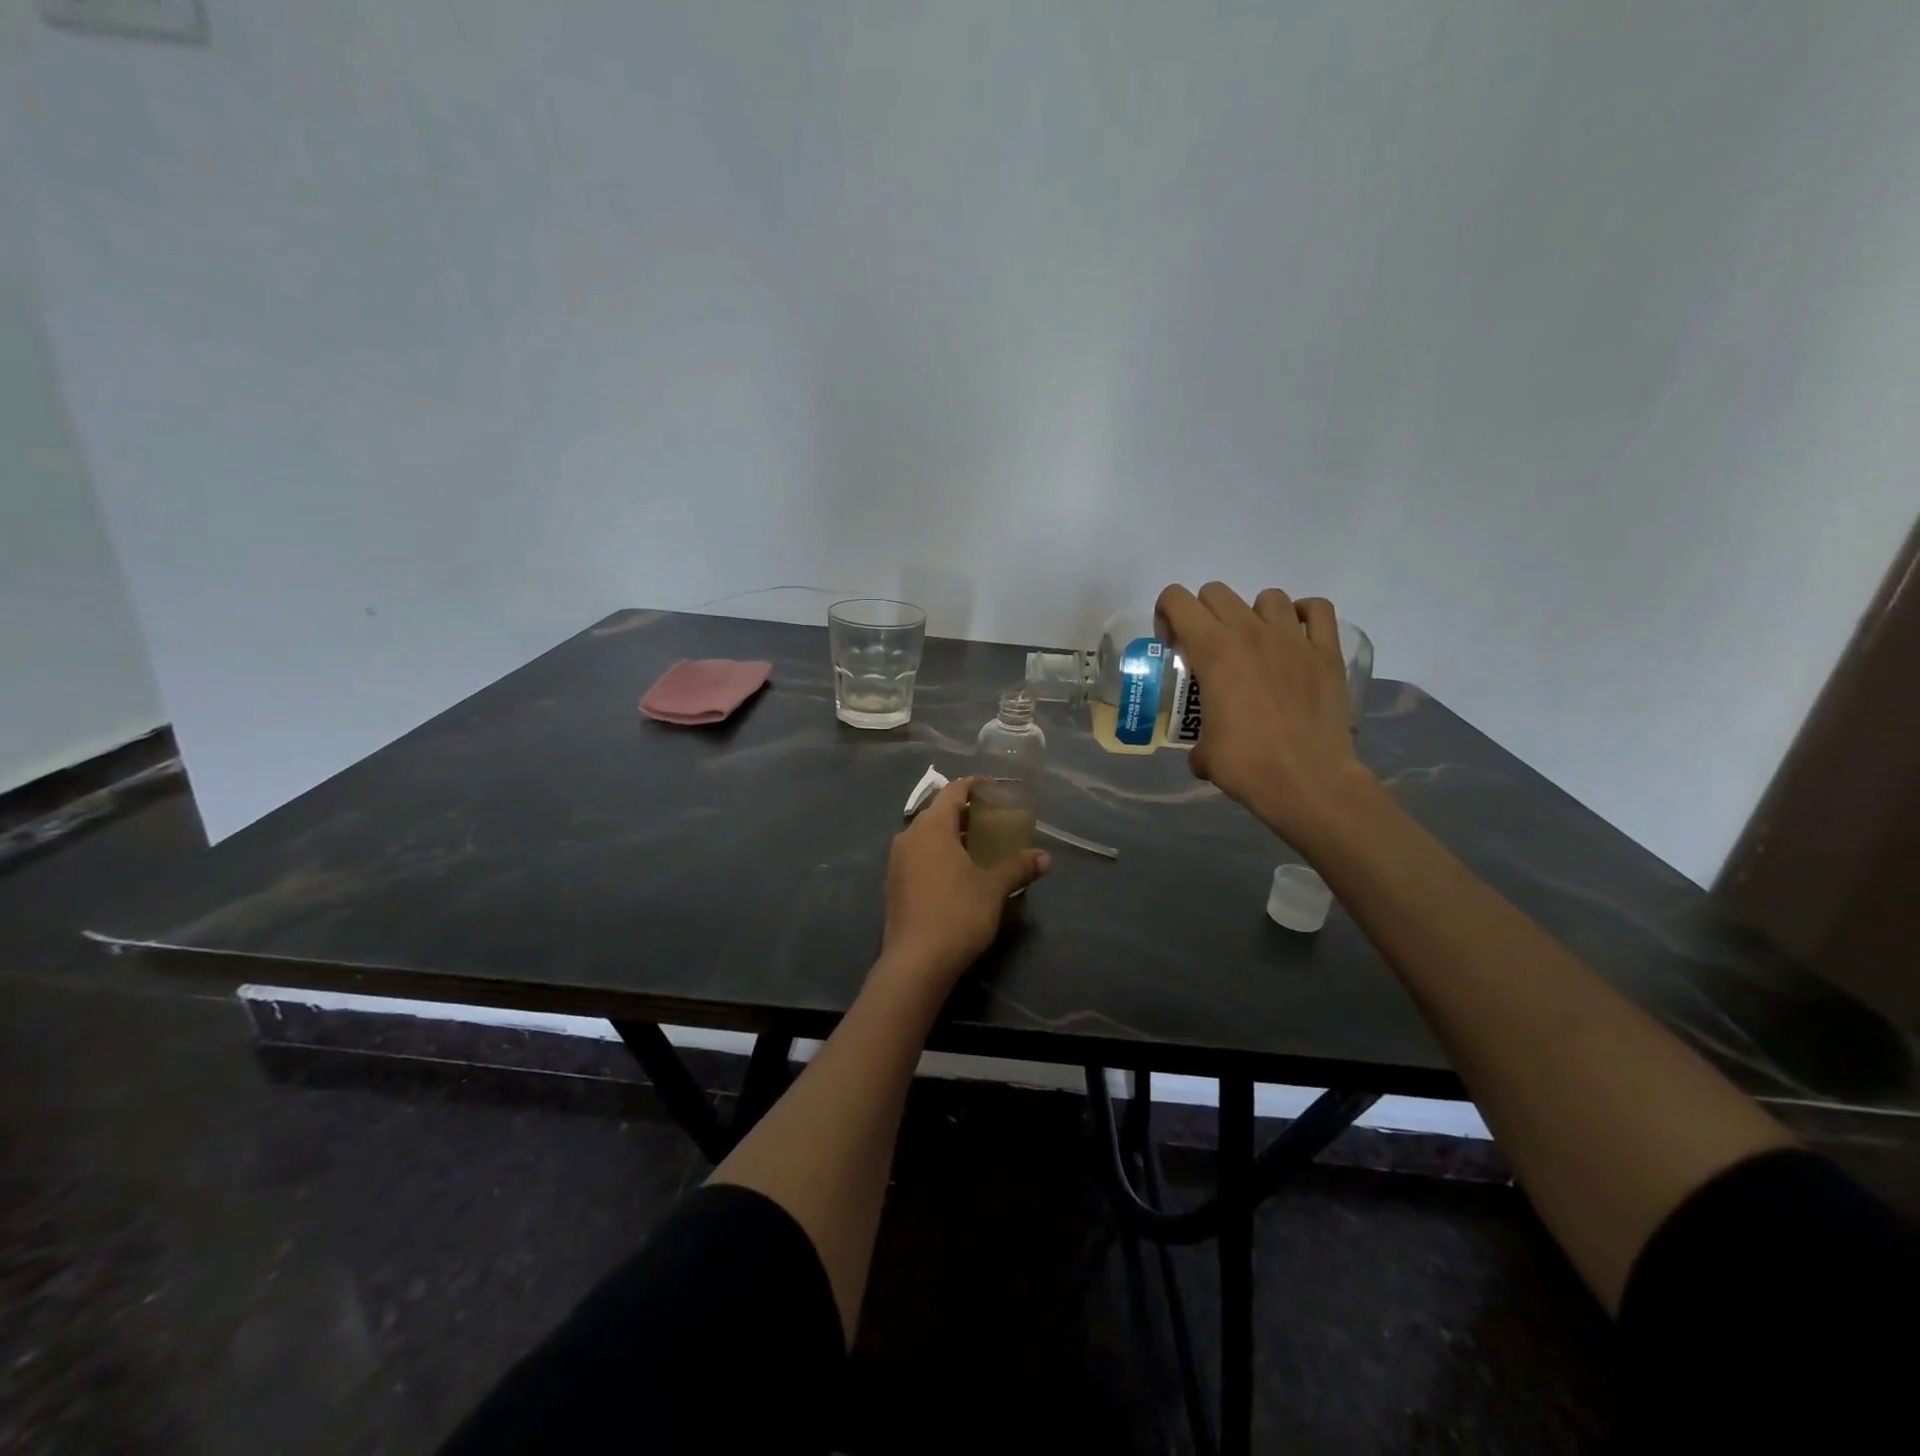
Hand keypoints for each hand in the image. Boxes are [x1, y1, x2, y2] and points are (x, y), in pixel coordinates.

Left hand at [878, 777, 1050, 988]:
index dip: (974, 786)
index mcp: (931, 827)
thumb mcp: (994, 888)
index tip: (994, 789)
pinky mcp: (893, 885)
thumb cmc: (958, 914)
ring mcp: (896, 861)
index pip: (953, 791)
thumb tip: (1045, 857)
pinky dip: (938, 855)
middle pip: (938, 812)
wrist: (916, 962)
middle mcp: (908, 836)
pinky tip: (957, 873)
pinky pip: (918, 857)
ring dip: (951, 836)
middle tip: (993, 820)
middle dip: (965, 813)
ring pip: (926, 836)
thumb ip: (1018, 867)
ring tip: (978, 846)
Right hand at [1154, 582, 1373, 844]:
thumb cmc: (1246, 764)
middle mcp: (1250, 632)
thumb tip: (1203, 749)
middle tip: (1208, 650)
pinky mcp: (1327, 652)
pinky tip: (1296, 638)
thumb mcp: (1203, 751)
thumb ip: (1198, 736)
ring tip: (1255, 646)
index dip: (1167, 616)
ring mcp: (1292, 638)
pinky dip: (1303, 615)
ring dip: (1253, 615)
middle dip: (1204, 614)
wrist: (1307, 780)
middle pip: (1217, 593)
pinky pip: (1317, 610)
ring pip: (1267, 597)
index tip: (1172, 645)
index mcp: (1212, 650)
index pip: (1177, 599)